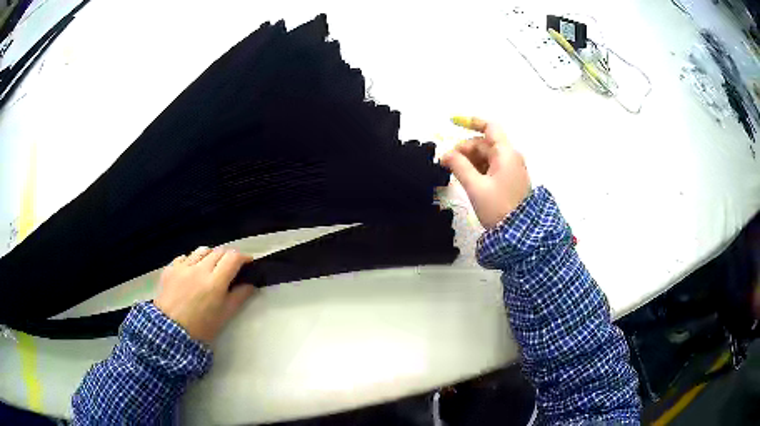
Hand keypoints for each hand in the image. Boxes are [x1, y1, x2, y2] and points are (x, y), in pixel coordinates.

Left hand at [154, 246, 256, 342]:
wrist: (170, 330)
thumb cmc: (201, 327)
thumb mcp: (224, 315)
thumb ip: (239, 297)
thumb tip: (250, 284)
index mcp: (215, 282)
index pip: (233, 258)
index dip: (243, 257)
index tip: (248, 263)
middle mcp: (199, 269)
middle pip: (219, 251)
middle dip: (228, 257)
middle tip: (231, 268)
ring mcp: (183, 266)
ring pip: (202, 250)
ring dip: (210, 256)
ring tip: (211, 267)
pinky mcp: (170, 268)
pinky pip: (185, 257)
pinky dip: (192, 261)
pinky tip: (192, 272)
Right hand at [441, 118, 529, 228]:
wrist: (519, 234)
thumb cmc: (498, 208)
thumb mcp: (475, 187)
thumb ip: (459, 166)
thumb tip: (445, 154)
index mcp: (506, 153)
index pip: (489, 128)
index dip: (471, 122)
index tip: (453, 122)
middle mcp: (511, 157)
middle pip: (484, 144)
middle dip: (464, 149)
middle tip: (446, 162)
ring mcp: (511, 169)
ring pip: (486, 156)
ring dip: (469, 160)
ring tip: (453, 171)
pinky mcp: (510, 180)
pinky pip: (491, 167)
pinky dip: (477, 168)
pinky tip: (466, 177)